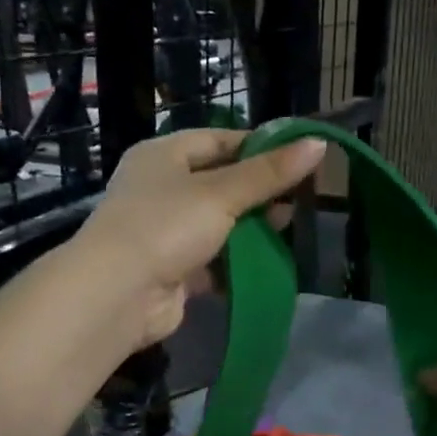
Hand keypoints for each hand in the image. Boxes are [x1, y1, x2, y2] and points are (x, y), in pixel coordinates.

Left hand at [77, 129, 326, 347]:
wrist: (118, 294)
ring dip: (251, 227)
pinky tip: (268, 260)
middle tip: (301, 196)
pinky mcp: (172, 269)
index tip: (298, 155)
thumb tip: (318, 144)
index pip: (218, 140)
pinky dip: (237, 260)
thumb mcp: (222, 193)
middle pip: (220, 182)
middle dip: (259, 190)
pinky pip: (212, 259)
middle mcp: (160, 189)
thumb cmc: (166, 226)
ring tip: (290, 225)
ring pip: (218, 223)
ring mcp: (165, 231)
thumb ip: (269, 173)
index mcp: (163, 156)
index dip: (258, 145)